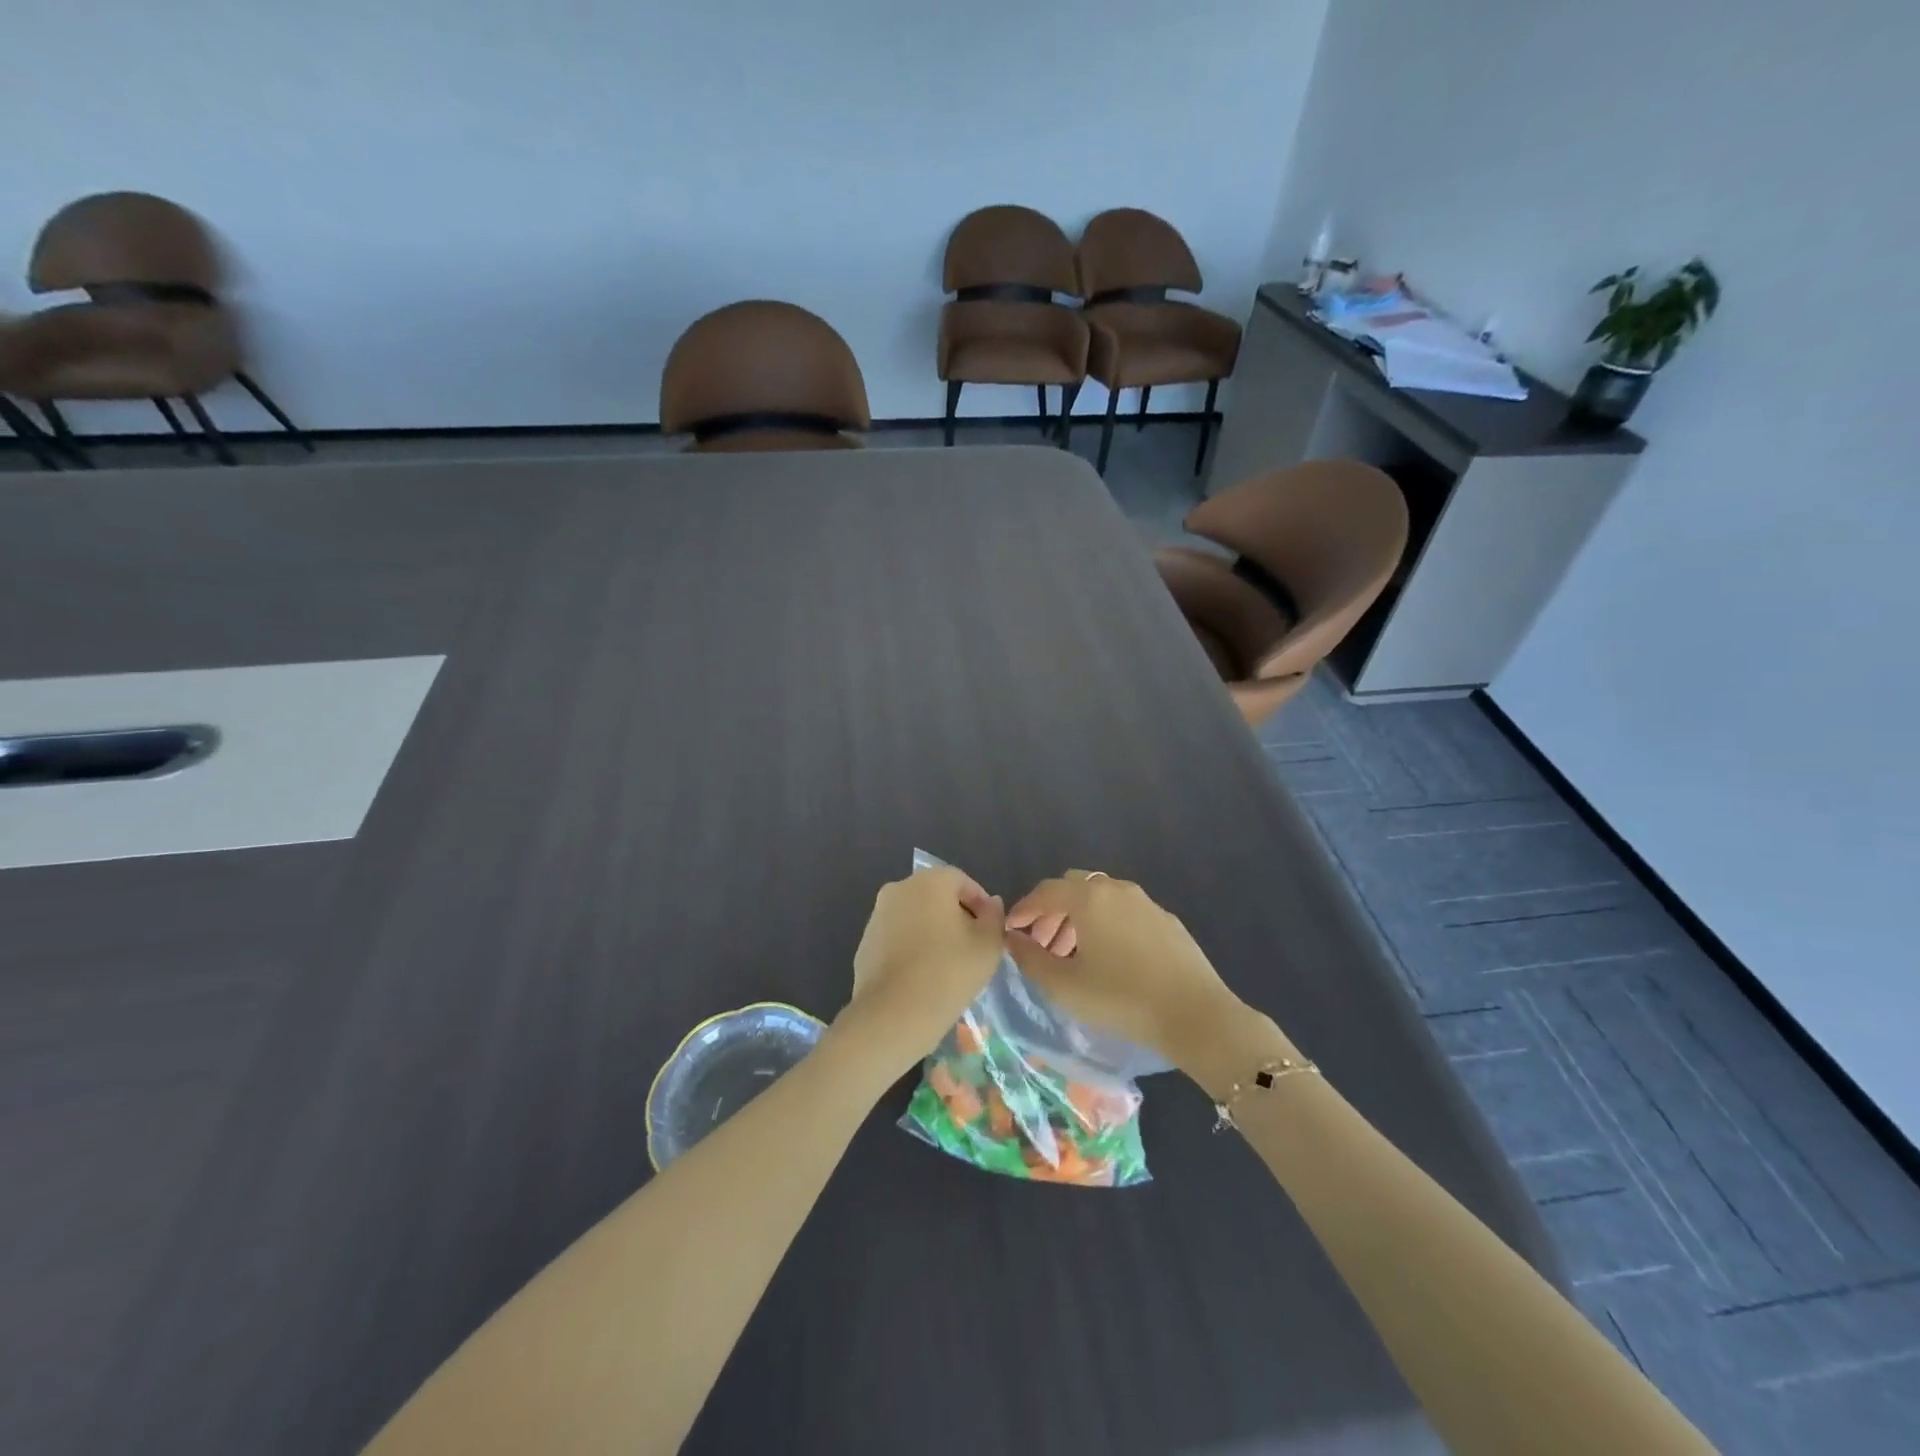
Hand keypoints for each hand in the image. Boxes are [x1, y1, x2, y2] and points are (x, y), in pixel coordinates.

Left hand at [843, 866, 1004, 1070]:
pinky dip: (912, 946)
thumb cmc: (948, 973)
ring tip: (947, 963)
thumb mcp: (988, 945)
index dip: (980, 903)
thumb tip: (990, 904)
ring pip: (915, 915)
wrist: (892, 1016)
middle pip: (936, 895)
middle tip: (971, 946)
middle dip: (956, 915)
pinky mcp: (865, 942)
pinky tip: (922, 974)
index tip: (989, 930)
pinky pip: (897, 935)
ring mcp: (877, 915)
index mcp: (929, 881)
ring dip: (932, 930)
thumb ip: (994, 916)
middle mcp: (898, 888)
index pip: (962, 880)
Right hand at [1005, 870, 1261, 1071]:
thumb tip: (1013, 938)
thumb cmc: (1121, 999)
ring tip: (1072, 954)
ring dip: (1079, 918)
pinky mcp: (1166, 920)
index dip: (1023, 909)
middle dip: (1052, 911)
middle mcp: (1116, 889)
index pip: (1045, 892)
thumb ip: (1030, 958)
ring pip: (1101, 898)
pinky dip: (1106, 924)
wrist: (1195, 1014)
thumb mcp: (1064, 985)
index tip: (1011, 930)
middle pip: (1073, 888)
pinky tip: (1109, 957)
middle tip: (1042, 943)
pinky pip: (1125, 912)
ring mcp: (1145, 902)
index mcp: (1088, 898)